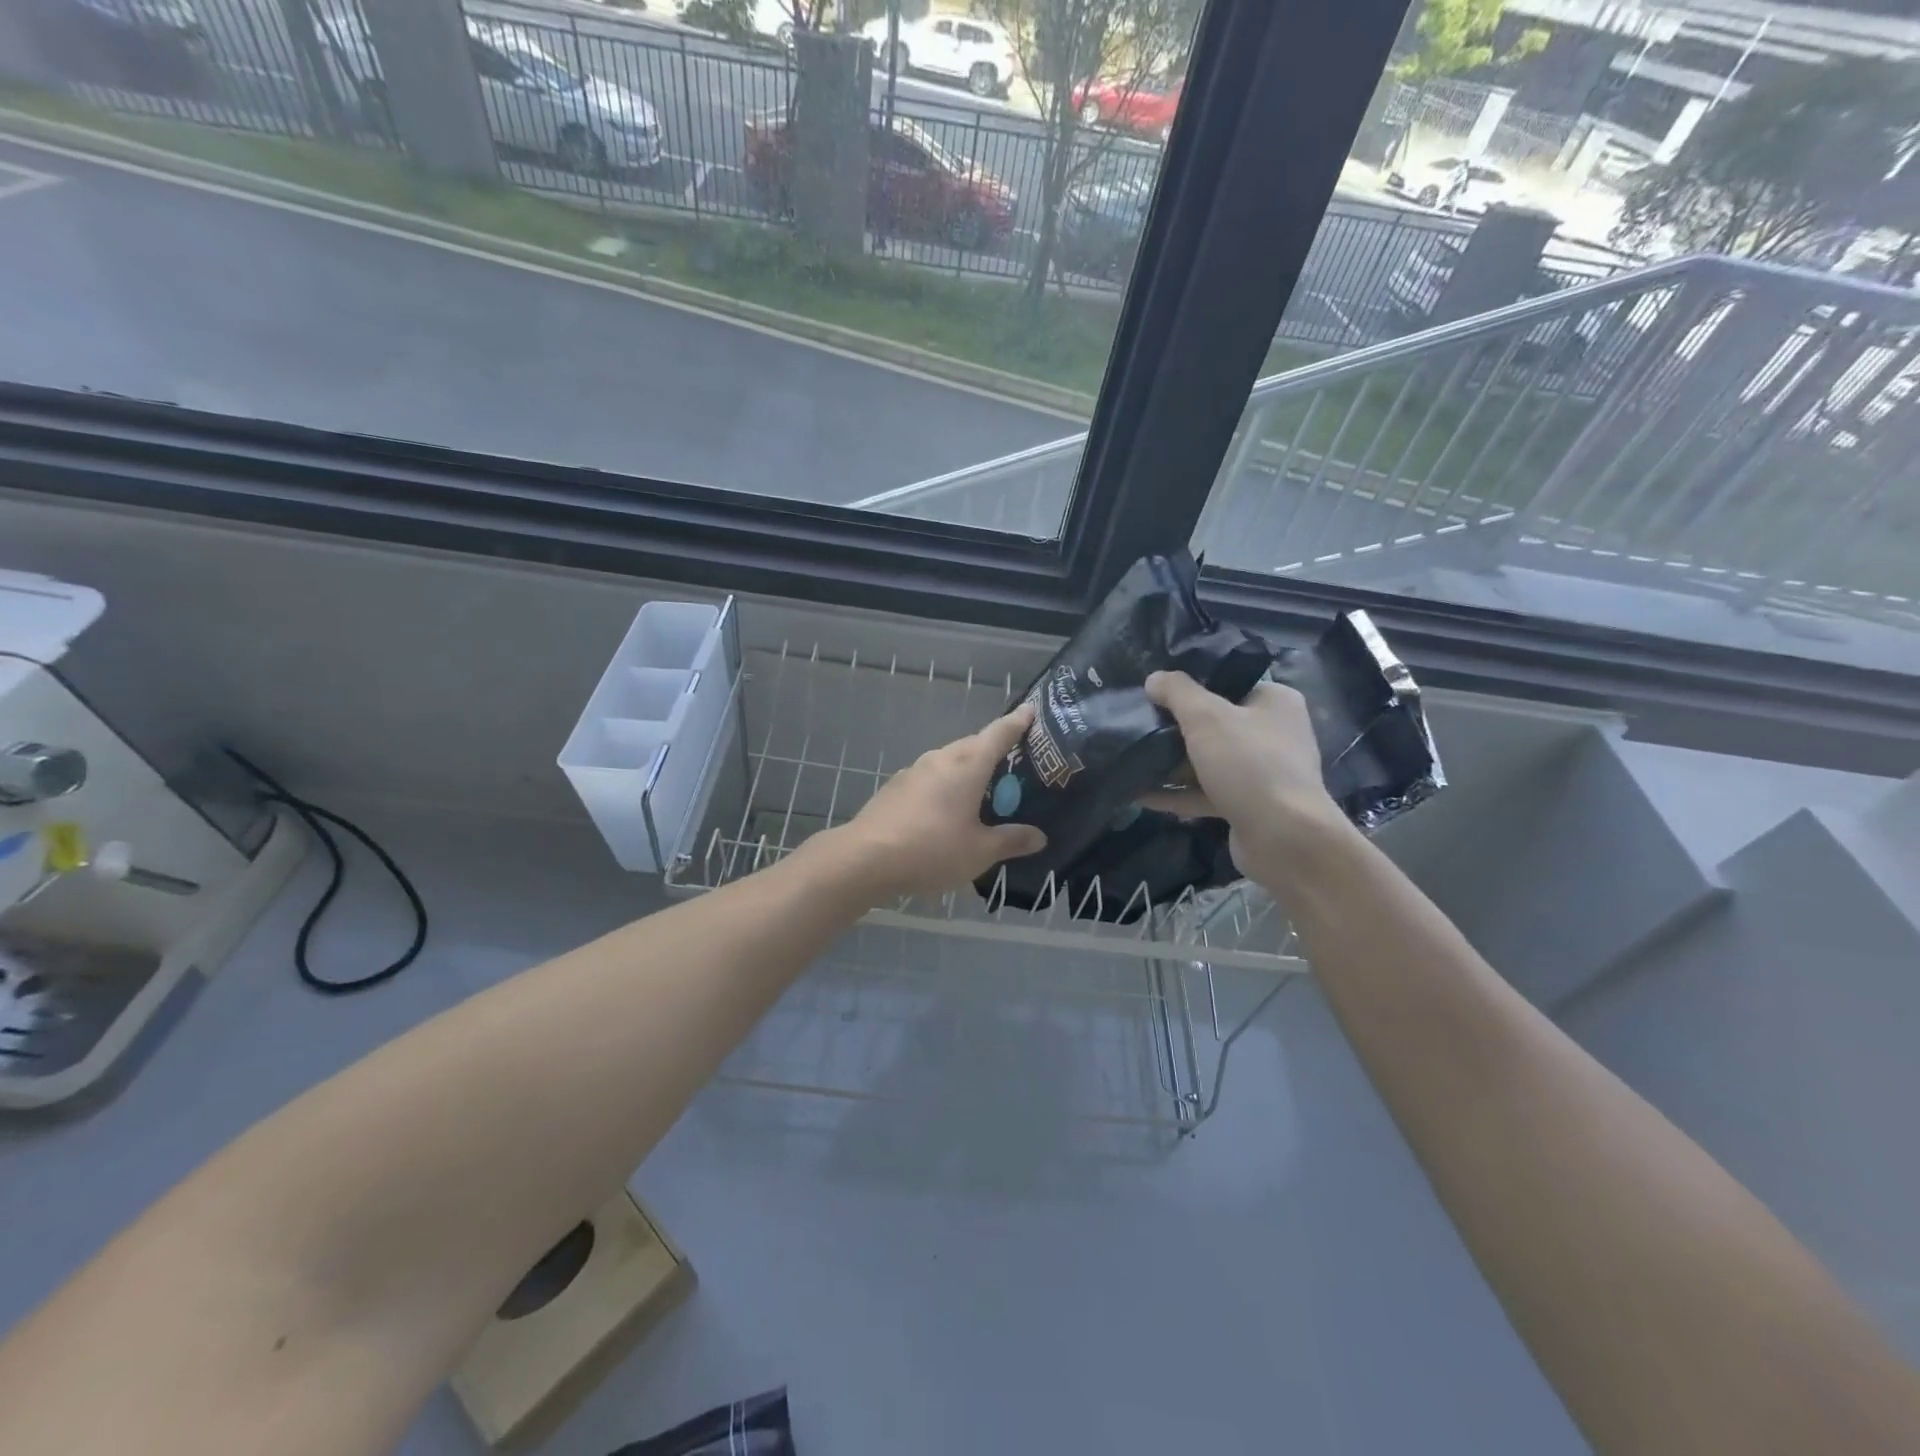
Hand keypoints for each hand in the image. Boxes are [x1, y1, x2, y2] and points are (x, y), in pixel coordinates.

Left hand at [828, 704, 1047, 899]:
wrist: (866, 857)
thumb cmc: (931, 850)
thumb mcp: (980, 852)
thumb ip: (1011, 841)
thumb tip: (1039, 836)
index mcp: (968, 766)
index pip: (999, 734)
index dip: (1018, 722)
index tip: (1031, 710)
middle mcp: (941, 759)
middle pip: (973, 745)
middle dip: (993, 749)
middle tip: (1012, 763)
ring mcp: (914, 770)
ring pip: (949, 760)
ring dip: (967, 769)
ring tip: (980, 790)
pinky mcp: (895, 786)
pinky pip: (930, 777)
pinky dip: (945, 785)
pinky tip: (945, 809)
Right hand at [1142, 670, 1348, 888]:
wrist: (1284, 839)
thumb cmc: (1249, 764)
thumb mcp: (1206, 717)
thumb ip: (1177, 692)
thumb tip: (1154, 679)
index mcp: (1274, 702)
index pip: (1228, 684)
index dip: (1190, 686)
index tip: (1154, 693)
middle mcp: (1272, 734)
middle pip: (1215, 723)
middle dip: (1175, 728)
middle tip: (1138, 725)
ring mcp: (1261, 773)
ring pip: (1208, 761)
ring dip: (1172, 763)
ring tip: (1131, 759)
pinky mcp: (1247, 806)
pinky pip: (1205, 793)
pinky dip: (1176, 793)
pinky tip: (1140, 795)